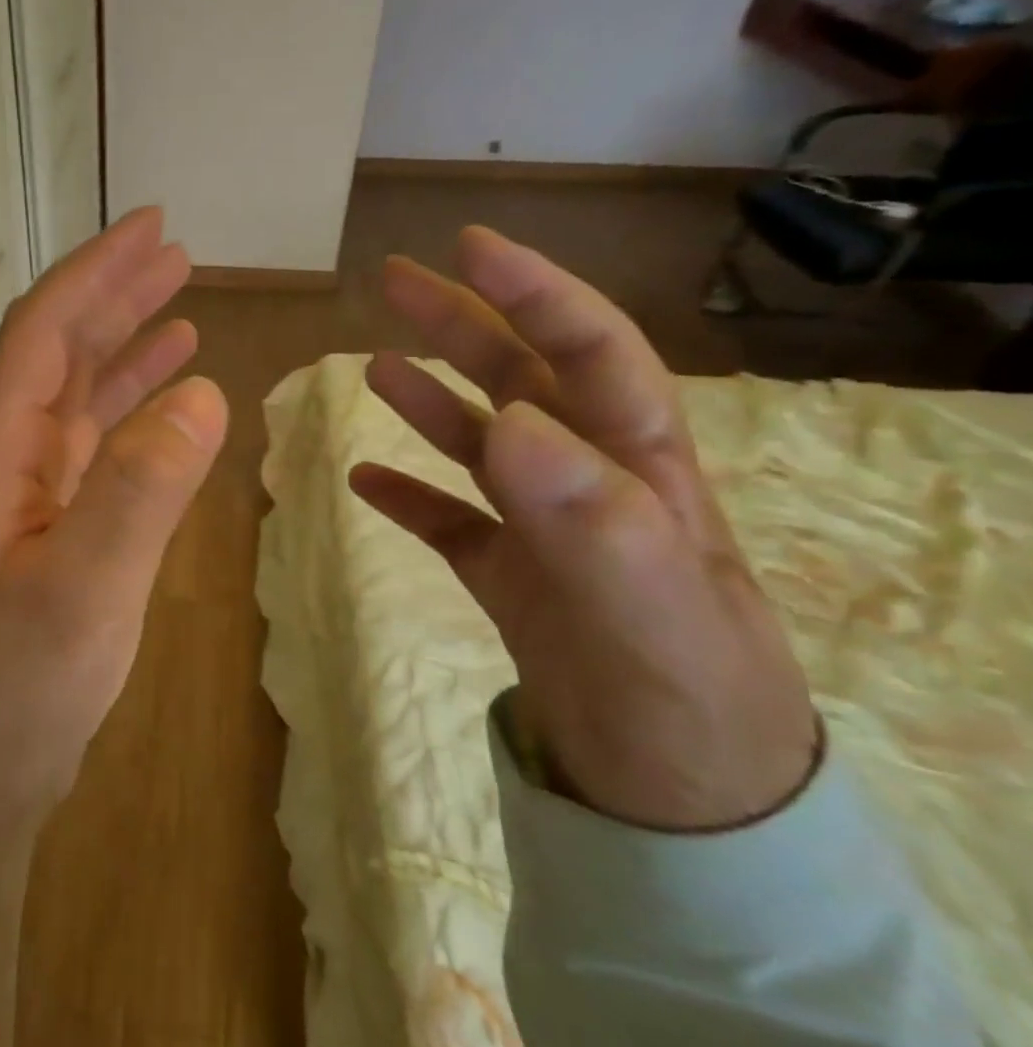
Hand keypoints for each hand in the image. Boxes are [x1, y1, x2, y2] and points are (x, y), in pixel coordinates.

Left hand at [0, 209, 228, 830]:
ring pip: (76, 399)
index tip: (151, 228)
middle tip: (175, 251)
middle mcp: (3, 462)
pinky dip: (131, 413)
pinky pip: (92, 450)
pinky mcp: (48, 532)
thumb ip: (139, 493)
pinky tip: (168, 401)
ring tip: (181, 306)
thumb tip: (204, 393)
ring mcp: (25, 498)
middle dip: (112, 296)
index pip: (41, 336)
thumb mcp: (83, 593)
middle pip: (56, 354)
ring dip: (124, 348)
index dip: (92, 275)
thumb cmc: (17, 690)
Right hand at [349, 227, 817, 831]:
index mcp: (637, 468)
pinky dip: (407, 495)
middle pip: (519, 382)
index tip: (469, 248)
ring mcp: (541, 531)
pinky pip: (447, 521)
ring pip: (478, 445)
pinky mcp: (506, 577)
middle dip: (461, 324)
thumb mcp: (648, 605)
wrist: (675, 798)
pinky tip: (364, 480)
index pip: (588, 352)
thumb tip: (510, 422)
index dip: (532, 293)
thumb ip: (588, 513)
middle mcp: (587, 483)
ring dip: (427, 400)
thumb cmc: (681, 697)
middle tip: (393, 281)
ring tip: (374, 366)